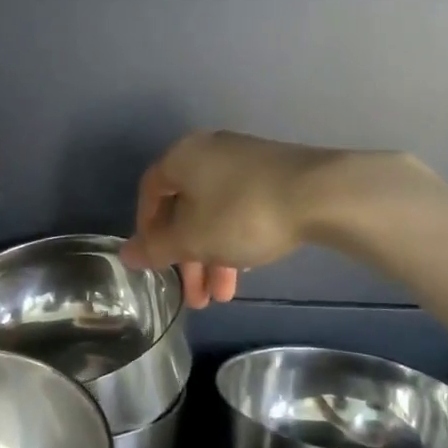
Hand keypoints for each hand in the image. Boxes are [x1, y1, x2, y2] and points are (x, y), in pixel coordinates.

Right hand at [121, 131, 345, 307]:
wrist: (321, 193)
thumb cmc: (242, 214)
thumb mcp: (192, 239)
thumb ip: (156, 248)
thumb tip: (126, 254)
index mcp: (182, 157)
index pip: (150, 192)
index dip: (147, 230)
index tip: (155, 263)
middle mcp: (209, 151)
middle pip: (186, 208)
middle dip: (188, 257)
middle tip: (195, 297)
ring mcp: (245, 159)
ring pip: (216, 212)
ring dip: (214, 256)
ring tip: (223, 296)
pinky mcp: (275, 172)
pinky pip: (241, 207)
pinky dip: (236, 238)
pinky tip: (245, 268)